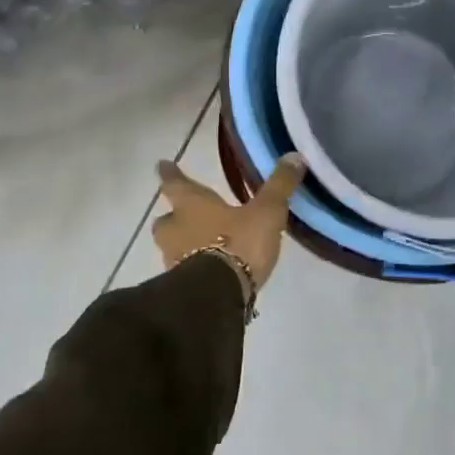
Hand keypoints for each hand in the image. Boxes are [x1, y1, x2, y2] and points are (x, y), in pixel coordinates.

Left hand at [152, 153, 304, 291]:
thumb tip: (293, 156)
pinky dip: (193, 268)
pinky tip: (211, 272)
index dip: (170, 174)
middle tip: (184, 215)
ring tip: (203, 246)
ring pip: (172, 247)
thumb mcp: (266, 213)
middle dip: (173, 217)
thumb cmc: (237, 243)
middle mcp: (176, 231)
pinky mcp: (181, 288)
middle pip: (165, 221)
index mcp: (191, 206)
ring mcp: (174, 261)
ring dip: (183, 245)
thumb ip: (278, 186)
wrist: (217, 297)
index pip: (175, 184)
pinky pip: (183, 272)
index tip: (161, 165)